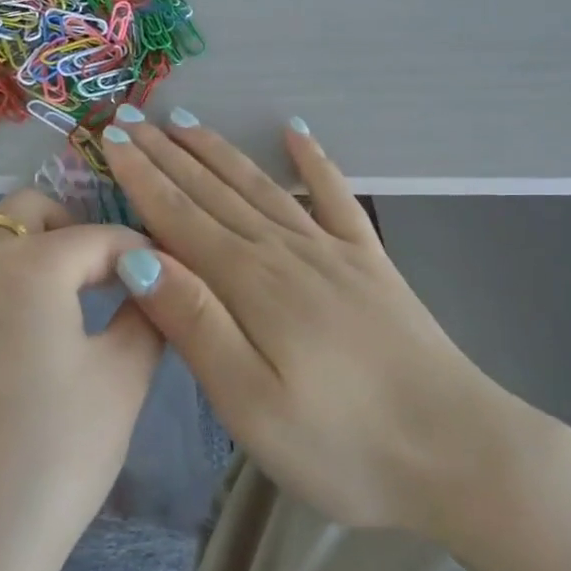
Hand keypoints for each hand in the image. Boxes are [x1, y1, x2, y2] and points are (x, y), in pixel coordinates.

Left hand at [0, 190, 163, 555]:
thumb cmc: (52, 458)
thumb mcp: (122, 381)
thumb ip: (146, 316)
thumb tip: (152, 286)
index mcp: (27, 265)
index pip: (100, 235)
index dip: (143, 249)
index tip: (173, 273)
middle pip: (30, 212)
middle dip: (78, 228)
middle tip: (115, 275)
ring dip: (32, 245)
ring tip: (72, 292)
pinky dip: (2, 275)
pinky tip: (29, 329)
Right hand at [100, 111, 527, 540]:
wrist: (458, 452)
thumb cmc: (343, 446)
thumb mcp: (251, 404)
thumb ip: (195, 324)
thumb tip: (137, 257)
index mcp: (251, 285)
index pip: (180, 218)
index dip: (142, 177)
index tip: (112, 139)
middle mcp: (287, 252)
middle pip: (216, 192)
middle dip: (169, 154)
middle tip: (133, 118)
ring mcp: (334, 252)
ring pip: (263, 187)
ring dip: (221, 152)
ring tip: (188, 122)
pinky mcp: (371, 263)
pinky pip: (336, 197)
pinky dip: (314, 162)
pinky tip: (296, 134)